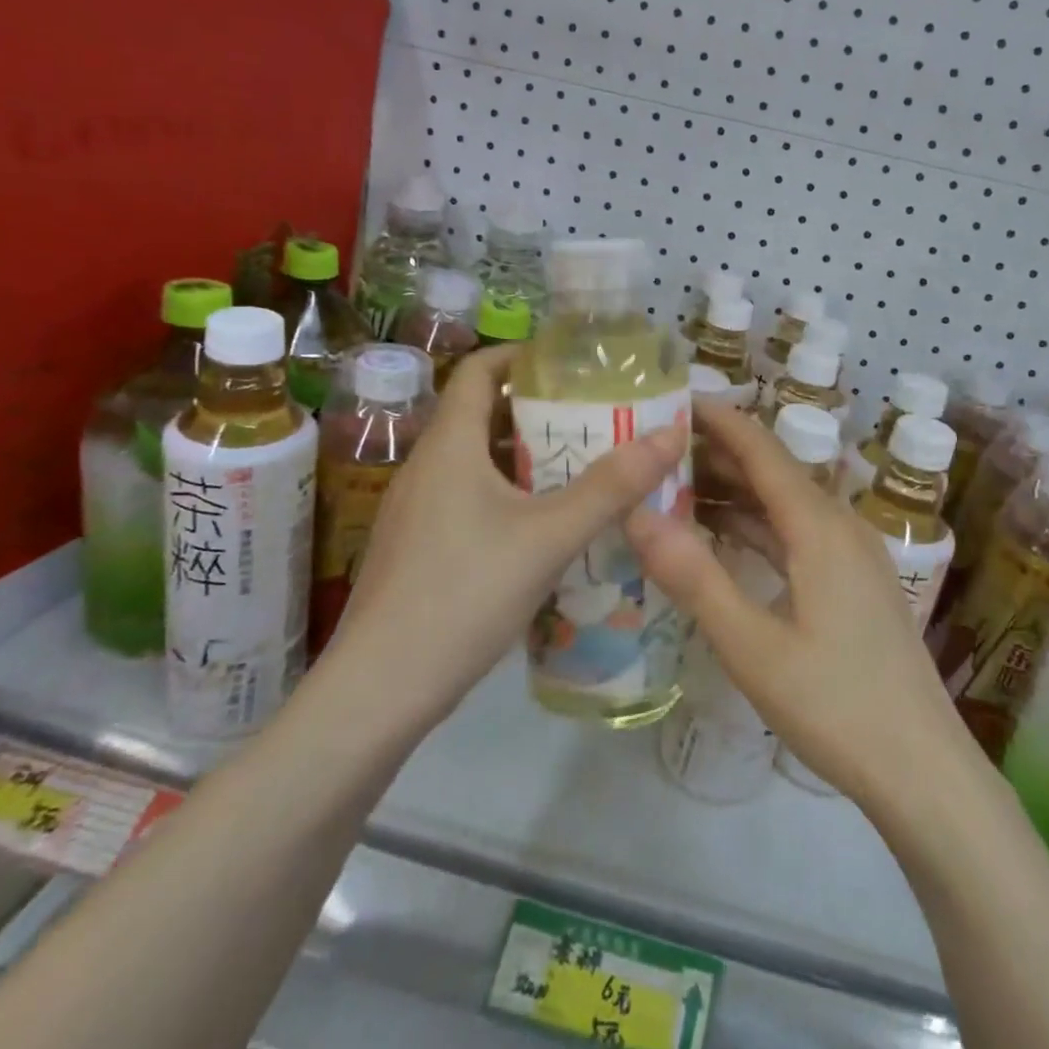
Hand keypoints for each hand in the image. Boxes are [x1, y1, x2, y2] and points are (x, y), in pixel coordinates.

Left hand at [325, 345, 685, 731]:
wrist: (377, 693)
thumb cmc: (463, 595)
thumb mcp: (548, 538)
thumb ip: (611, 487)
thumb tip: (671, 433)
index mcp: (449, 445)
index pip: (480, 370)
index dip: (524, 356)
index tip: (574, 363)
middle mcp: (426, 467)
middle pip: (485, 415)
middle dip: (542, 411)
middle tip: (599, 418)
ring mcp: (416, 511)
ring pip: (479, 463)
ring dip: (530, 458)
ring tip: (585, 468)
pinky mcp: (417, 549)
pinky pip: (470, 499)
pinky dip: (510, 496)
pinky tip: (547, 528)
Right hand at [627, 402, 974, 812]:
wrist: (924, 771)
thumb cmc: (836, 706)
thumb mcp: (752, 646)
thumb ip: (694, 577)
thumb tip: (637, 514)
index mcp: (820, 527)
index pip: (761, 450)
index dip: (718, 419)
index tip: (671, 400)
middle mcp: (840, 526)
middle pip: (773, 472)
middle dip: (717, 455)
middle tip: (656, 449)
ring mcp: (852, 555)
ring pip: (785, 505)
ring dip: (734, 493)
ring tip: (676, 487)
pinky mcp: (854, 583)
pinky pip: (797, 535)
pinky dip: (756, 527)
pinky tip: (723, 538)